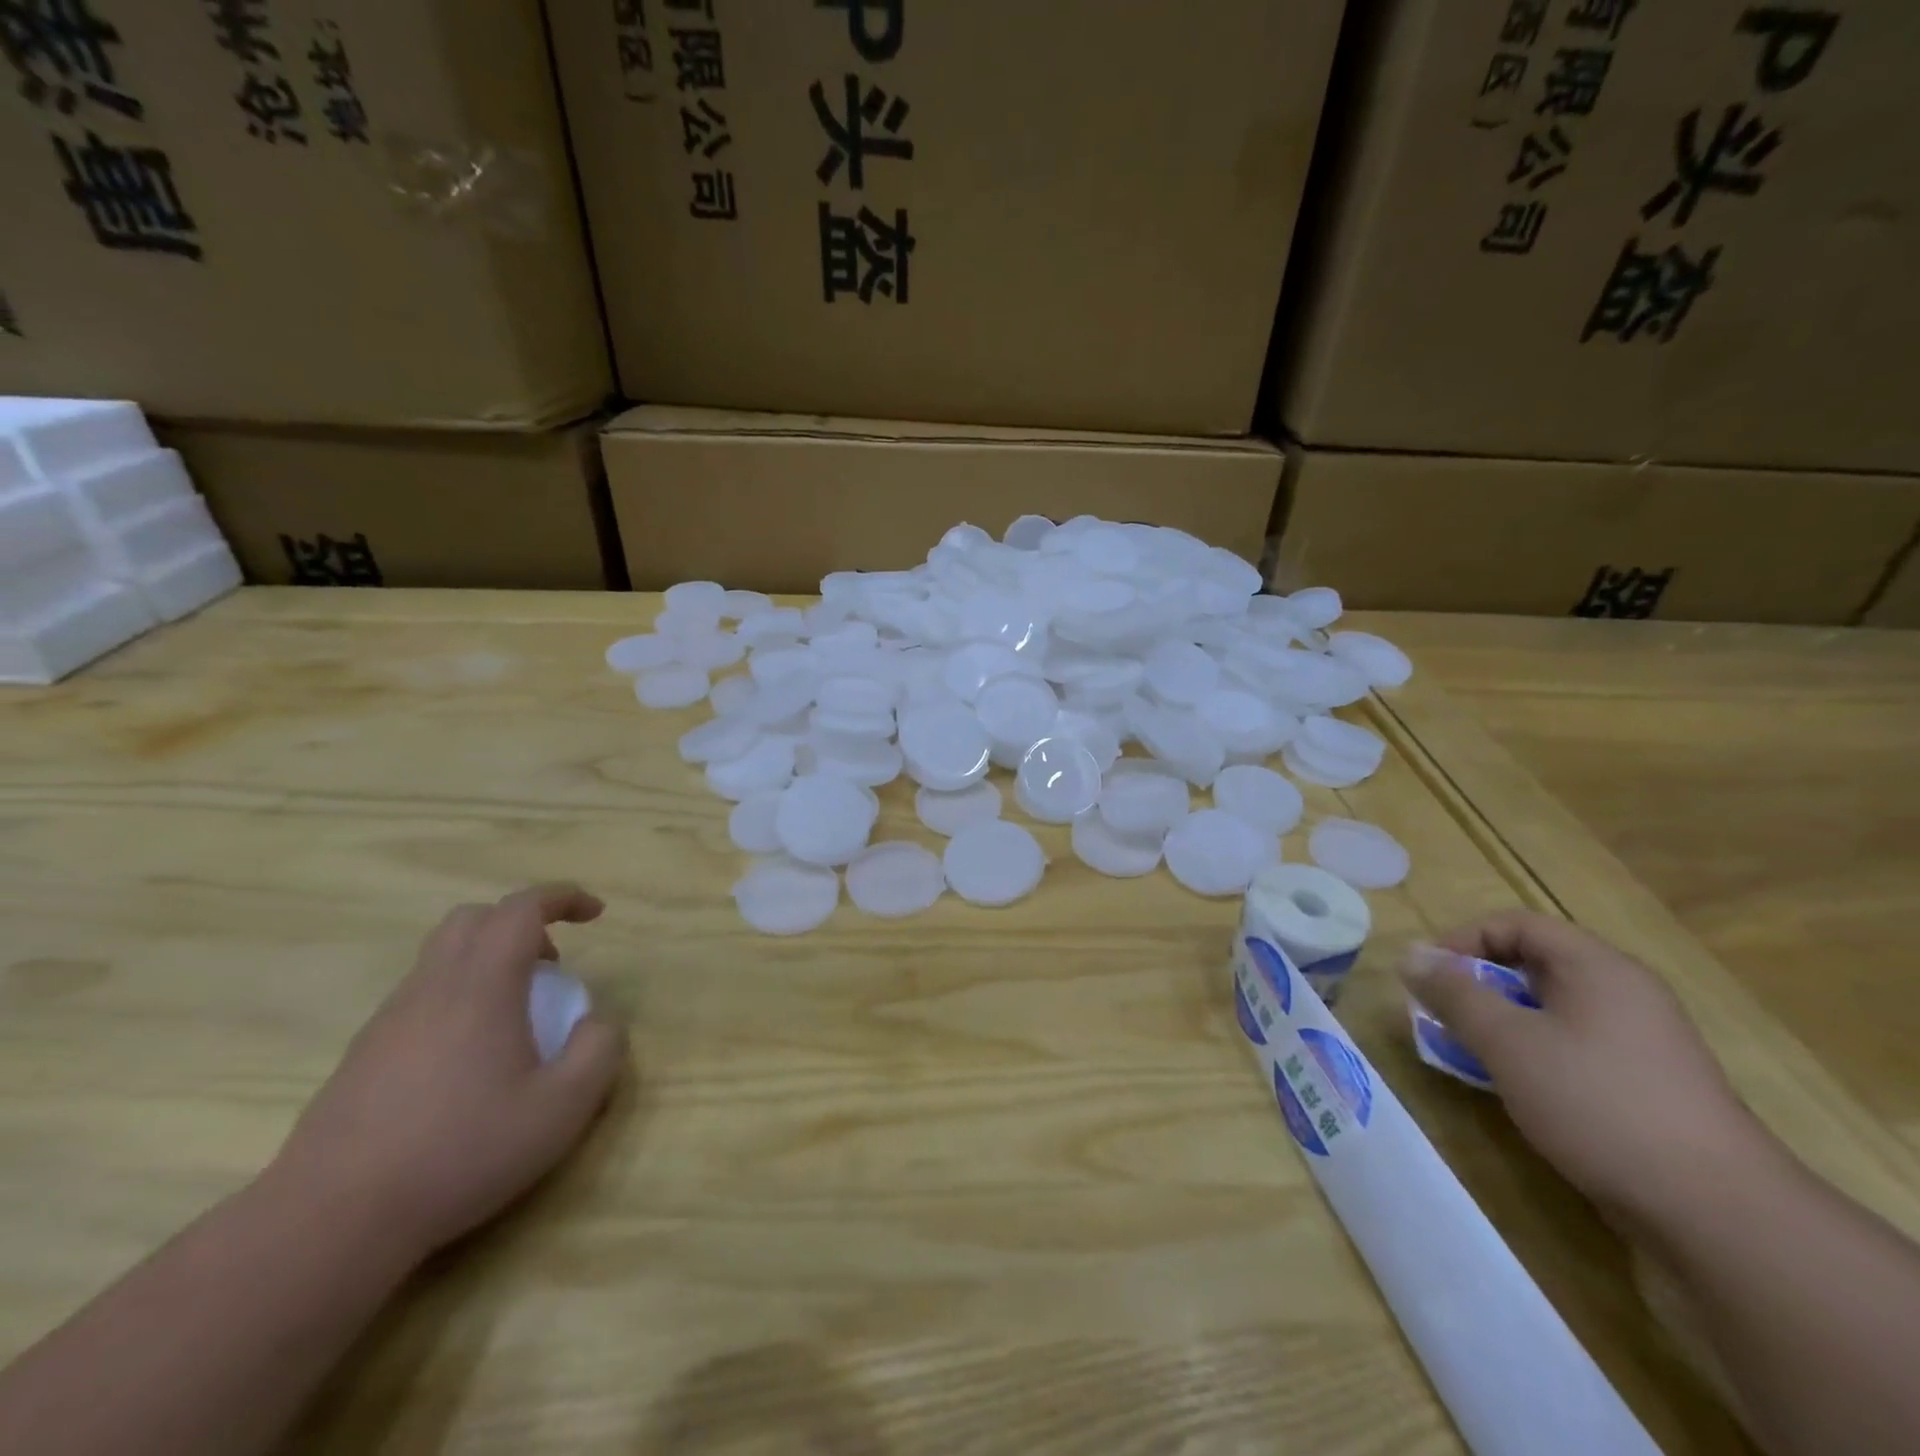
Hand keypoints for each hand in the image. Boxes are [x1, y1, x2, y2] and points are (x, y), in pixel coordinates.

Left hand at [271, 884, 627, 1264]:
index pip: (521, 908)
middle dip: (522, 925)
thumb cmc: (460, 1152)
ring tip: (516, 1018)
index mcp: (482, 985)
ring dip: (489, 962)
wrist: (330, 1220)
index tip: (595, 914)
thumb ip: (600, 1050)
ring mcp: (390, 1020)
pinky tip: (470, 1060)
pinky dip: (459, 998)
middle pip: (474, 919)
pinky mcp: (364, 1055)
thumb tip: (599, 1021)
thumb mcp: (562, 1108)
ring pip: (442, 956)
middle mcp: (433, 987)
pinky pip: (421, 996)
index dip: (563, 897)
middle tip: (551, 968)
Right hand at [1403, 910, 1775, 1231]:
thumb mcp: (1507, 1041)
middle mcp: (1624, 993)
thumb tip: (1411, 955)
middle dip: (1477, 984)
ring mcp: (1641, 1041)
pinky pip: (1574, 1045)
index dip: (1463, 940)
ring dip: (1500, 1021)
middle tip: (1440, 1016)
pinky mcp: (1646, 1084)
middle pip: (1533, 964)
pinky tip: (1516, 1088)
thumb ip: (1454, 993)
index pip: (1516, 924)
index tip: (1428, 977)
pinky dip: (1533, 1052)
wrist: (1716, 1211)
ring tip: (1468, 1053)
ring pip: (1551, 1009)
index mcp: (1597, 967)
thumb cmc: (1597, 1103)